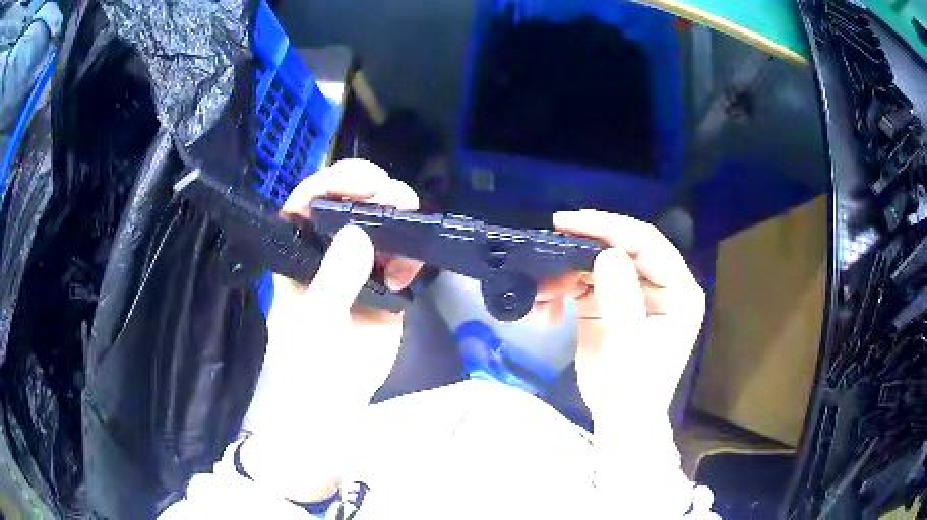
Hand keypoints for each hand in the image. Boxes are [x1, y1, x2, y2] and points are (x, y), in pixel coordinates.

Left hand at [241, 159, 420, 500]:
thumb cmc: (310, 366)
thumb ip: (334, 280)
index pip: (308, 200)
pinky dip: (410, 254)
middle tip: (396, 196)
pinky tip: (406, 274)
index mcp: (298, 250)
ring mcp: (358, 264)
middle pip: (349, 201)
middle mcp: (327, 248)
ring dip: (398, 215)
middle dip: (374, 190)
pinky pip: (402, 253)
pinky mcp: (385, 281)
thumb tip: (360, 234)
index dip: (334, 182)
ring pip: (380, 221)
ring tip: (410, 226)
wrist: (336, 403)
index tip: (366, 182)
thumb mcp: (317, 323)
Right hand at [546, 210, 705, 425]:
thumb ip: (622, 297)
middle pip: (622, 247)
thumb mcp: (630, 345)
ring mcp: (634, 293)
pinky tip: (545, 306)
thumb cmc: (633, 388)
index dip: (610, 228)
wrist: (618, 419)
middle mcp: (659, 284)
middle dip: (585, 243)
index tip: (571, 222)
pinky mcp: (610, 303)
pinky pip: (584, 283)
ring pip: (599, 263)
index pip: (647, 243)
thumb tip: (606, 253)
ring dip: (567, 271)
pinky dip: (562, 289)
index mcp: (678, 290)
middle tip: (551, 237)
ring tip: (541, 290)